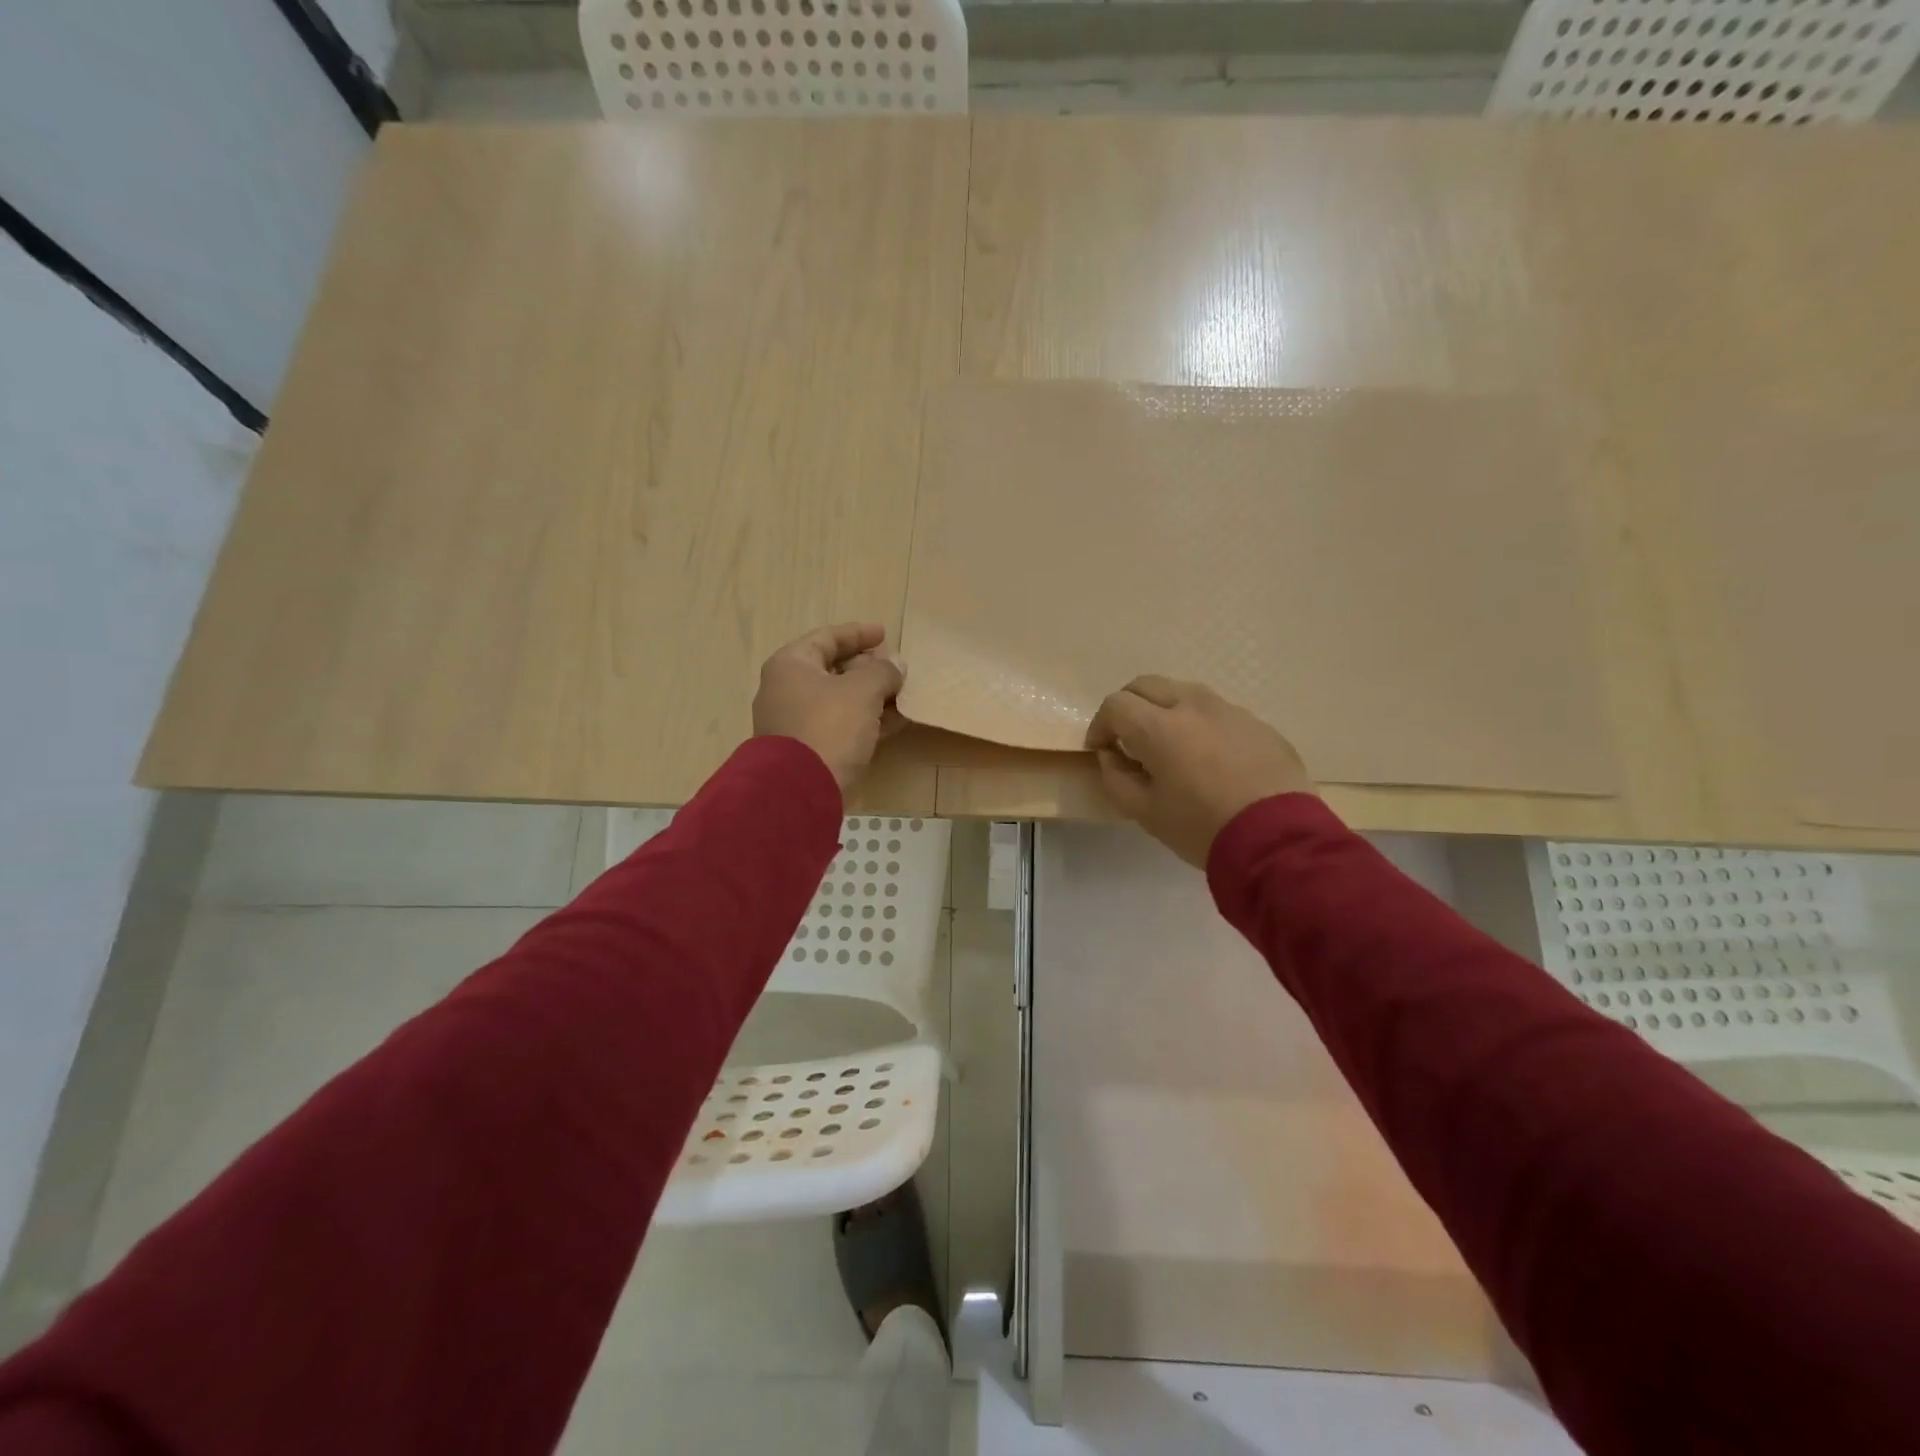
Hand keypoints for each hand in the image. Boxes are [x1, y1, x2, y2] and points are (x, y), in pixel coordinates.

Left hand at [753, 623, 906, 794]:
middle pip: (833, 670)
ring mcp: (796, 723)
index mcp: (791, 666)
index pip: (826, 638)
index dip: (857, 634)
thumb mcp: (862, 691)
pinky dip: (867, 721)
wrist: (799, 790)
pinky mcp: (809, 751)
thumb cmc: (828, 726)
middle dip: (868, 668)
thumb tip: (896, 664)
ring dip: (872, 697)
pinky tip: (897, 722)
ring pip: (840, 700)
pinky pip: (842, 726)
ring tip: (904, 695)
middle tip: (896, 668)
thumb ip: (882, 671)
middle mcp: (787, 690)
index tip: (884, 633)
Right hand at [1085, 676, 1313, 867]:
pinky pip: (1217, 712)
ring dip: (1164, 709)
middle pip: (1147, 685)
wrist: (1278, 840)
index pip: (1116, 705)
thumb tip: (1111, 756)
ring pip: (1183, 692)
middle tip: (1126, 737)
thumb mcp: (1145, 813)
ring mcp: (1230, 710)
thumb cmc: (1201, 828)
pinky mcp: (1258, 723)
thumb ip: (1116, 778)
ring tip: (1167, 743)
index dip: (1100, 725)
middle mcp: (1193, 706)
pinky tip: (1207, 757)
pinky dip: (1198, 723)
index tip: (1100, 749)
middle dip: (1128, 706)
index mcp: (1160, 727)